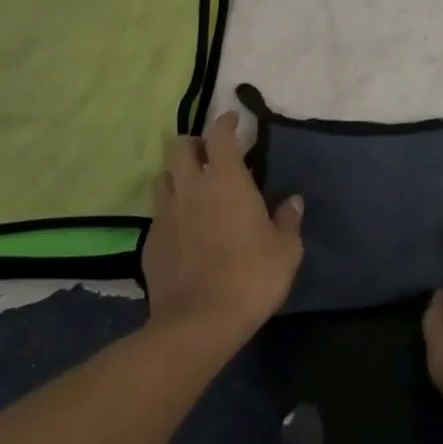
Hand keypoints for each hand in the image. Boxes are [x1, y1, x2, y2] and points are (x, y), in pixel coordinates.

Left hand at [141, 113, 303, 344]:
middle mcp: (190, 188)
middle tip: (209, 154)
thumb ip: (288, 220)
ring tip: (191, 187)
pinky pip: (157, 214)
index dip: (226, 122)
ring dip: (176, 174)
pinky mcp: (149, 243)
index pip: (220, 135)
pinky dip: (169, 211)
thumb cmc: (251, 277)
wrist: (198, 324)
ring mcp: (165, 215)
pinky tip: (182, 228)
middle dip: (193, 143)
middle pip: (178, 147)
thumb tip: (292, 201)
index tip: (234, 120)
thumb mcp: (286, 250)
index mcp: (226, 181)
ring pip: (162, 177)